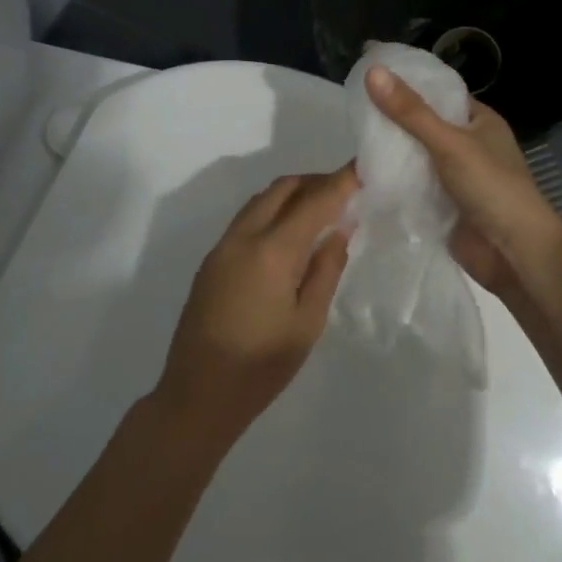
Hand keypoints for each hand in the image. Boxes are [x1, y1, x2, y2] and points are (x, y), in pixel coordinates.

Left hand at [150, 167, 357, 449]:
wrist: (197, 395)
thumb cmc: (261, 366)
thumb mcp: (307, 322)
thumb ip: (325, 269)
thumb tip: (338, 229)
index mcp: (271, 250)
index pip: (314, 201)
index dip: (341, 181)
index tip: (363, 166)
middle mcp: (243, 237)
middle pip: (282, 189)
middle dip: (315, 181)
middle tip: (346, 191)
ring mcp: (222, 247)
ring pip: (260, 201)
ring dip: (292, 195)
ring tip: (322, 210)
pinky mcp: (211, 261)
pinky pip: (246, 219)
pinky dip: (272, 212)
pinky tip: (290, 235)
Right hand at [365, 67, 561, 301]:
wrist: (514, 255)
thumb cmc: (492, 188)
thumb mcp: (450, 143)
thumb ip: (411, 112)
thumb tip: (373, 71)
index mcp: (479, 120)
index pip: (437, 92)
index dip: (406, 82)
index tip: (368, 74)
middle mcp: (467, 144)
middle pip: (422, 125)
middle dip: (391, 121)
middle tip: (351, 110)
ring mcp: (454, 177)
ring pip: (414, 157)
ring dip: (389, 153)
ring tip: (351, 140)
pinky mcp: (442, 205)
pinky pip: (412, 186)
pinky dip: (393, 181)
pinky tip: (363, 176)